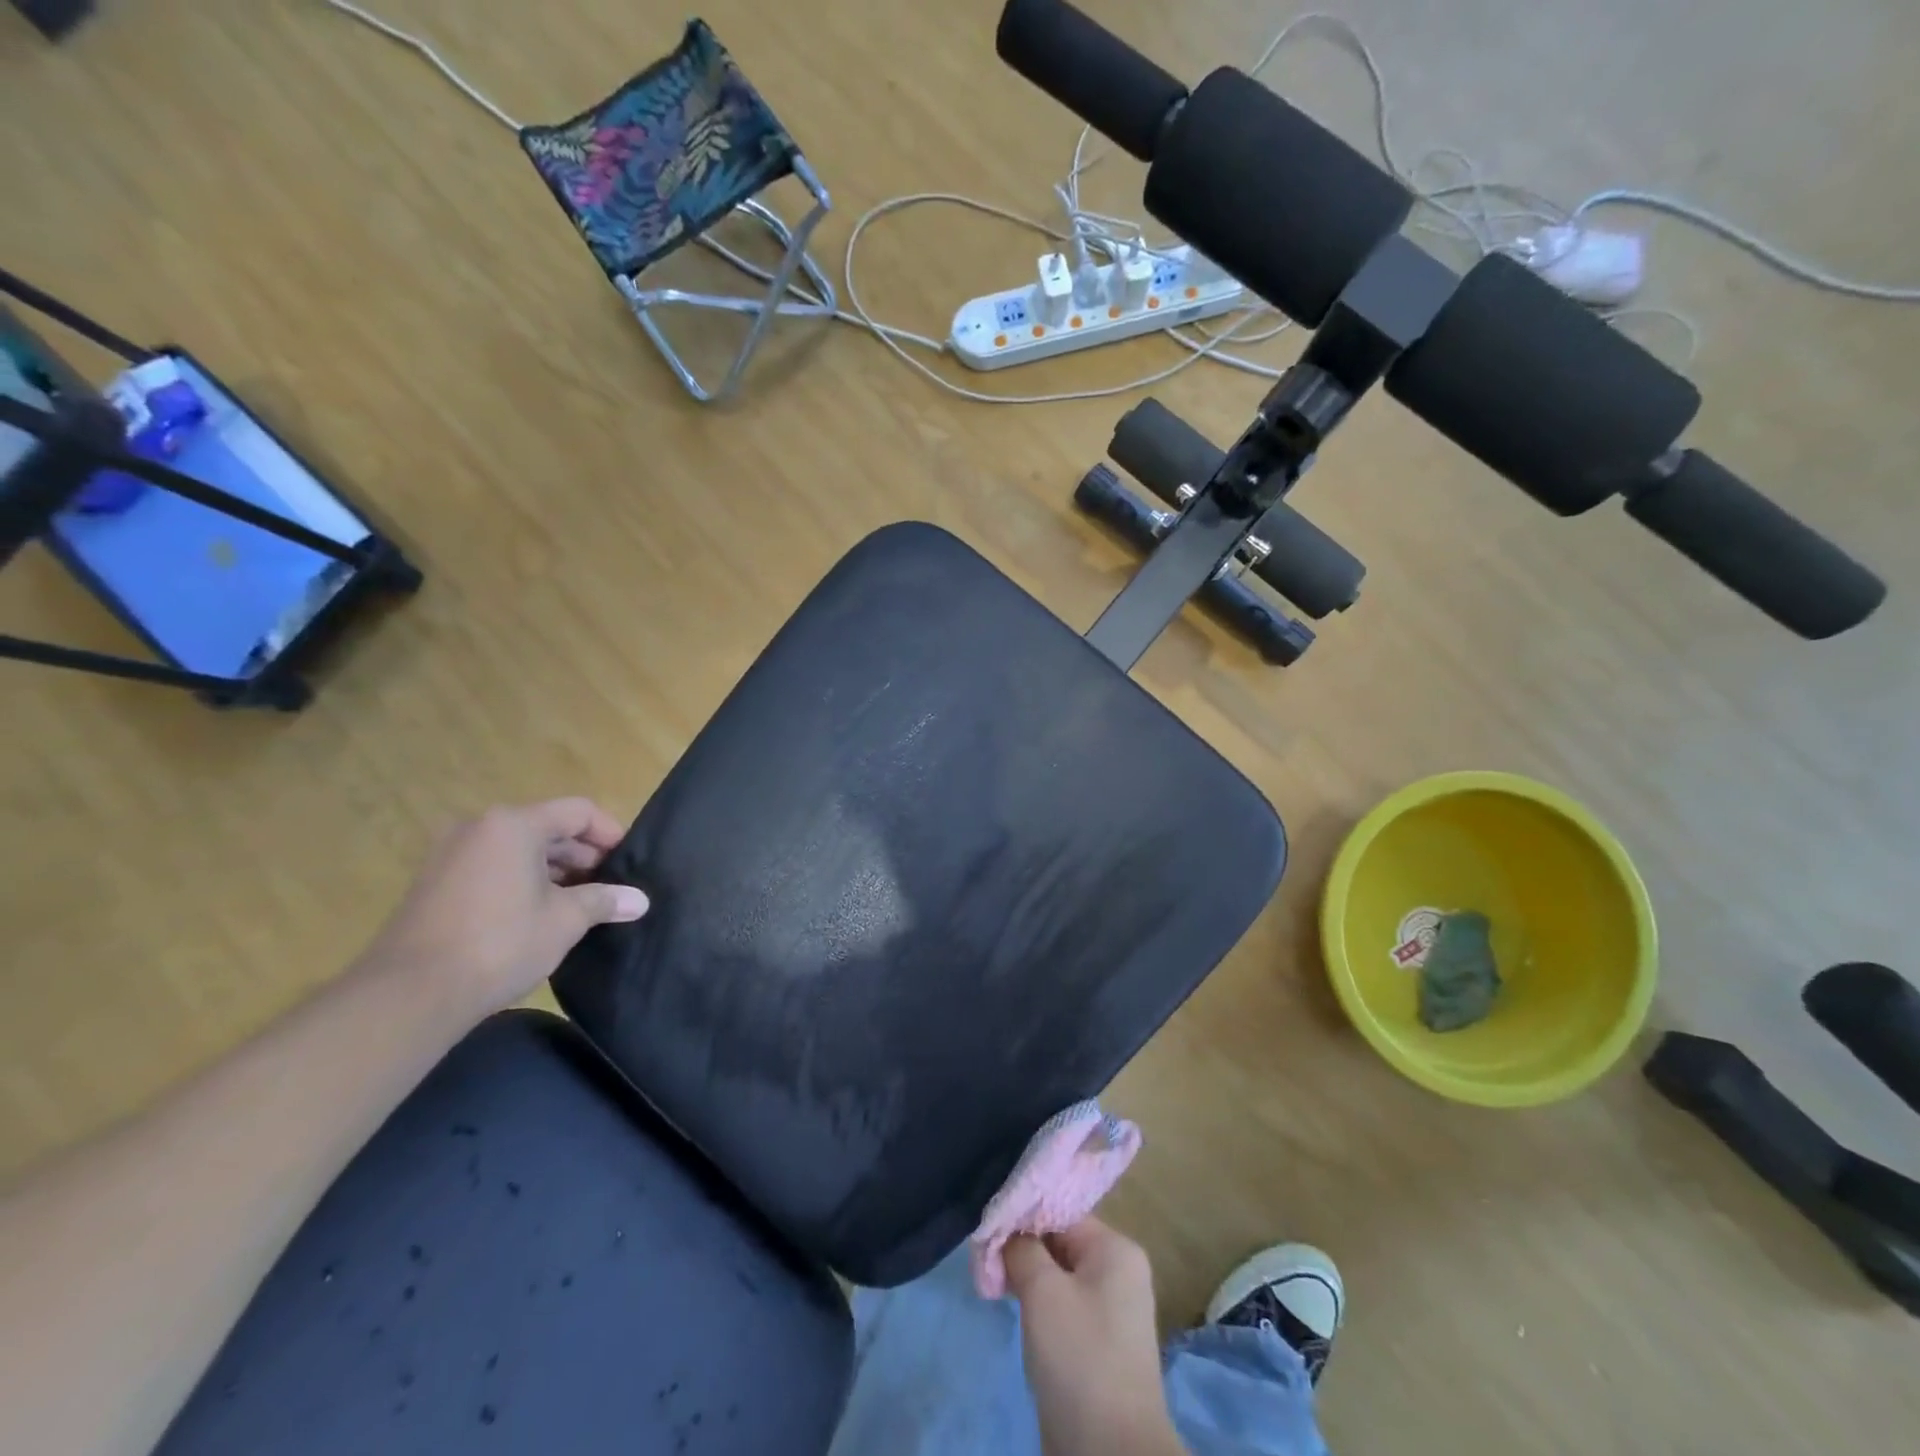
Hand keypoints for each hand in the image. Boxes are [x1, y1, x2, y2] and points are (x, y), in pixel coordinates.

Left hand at [360, 798, 648, 1017]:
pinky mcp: (435, 884)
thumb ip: (604, 901)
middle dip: (583, 856)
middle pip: (548, 828)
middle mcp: (479, 828)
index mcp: (513, 825)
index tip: (629, 863)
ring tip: (581, 904)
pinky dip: (522, 881)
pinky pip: (493, 867)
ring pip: (519, 850)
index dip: (610, 834)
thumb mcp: (565, 920)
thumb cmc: (500, 944)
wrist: (409, 995)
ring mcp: (451, 855)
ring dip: (554, 871)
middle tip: (609, 887)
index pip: (578, 812)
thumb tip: (640, 900)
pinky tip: (540, 915)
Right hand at [1004, 1219, 1184, 1455]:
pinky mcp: (1097, 1344)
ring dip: (1024, 1276)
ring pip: (1057, 1275)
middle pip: (1058, 1242)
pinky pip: (1062, 1306)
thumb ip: (1021, 1249)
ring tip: (990, 1280)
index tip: (986, 1228)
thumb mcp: (1043, 1292)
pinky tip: (1009, 1306)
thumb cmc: (1080, 1358)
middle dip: (1020, 1248)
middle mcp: (1118, 1272)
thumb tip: (1005, 1234)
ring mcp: (1110, 1311)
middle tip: (982, 1257)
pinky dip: (1036, 1303)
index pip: (1059, 1213)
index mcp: (1116, 1250)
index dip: (1021, 1217)